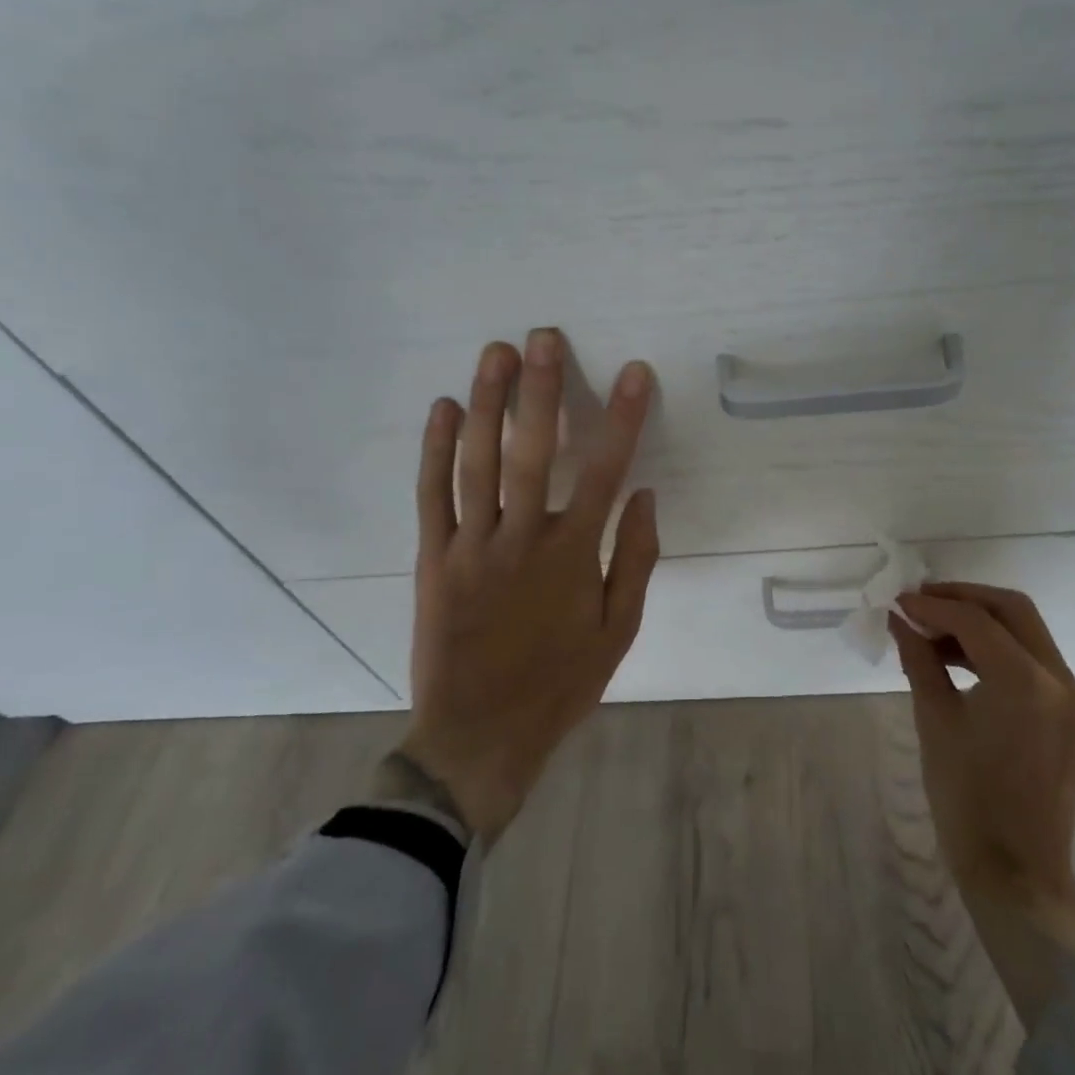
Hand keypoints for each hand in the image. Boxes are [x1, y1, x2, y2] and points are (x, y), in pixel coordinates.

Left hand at [396, 330, 659, 840]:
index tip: (634, 373)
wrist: (478, 737)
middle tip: (543, 337)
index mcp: (570, 557)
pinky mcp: (432, 559)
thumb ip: (634, 560)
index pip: (603, 472)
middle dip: (541, 390)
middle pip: (532, 452)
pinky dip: (436, 449)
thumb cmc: (559, 684)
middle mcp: (520, 539)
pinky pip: (431, 496)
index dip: (621, 418)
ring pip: (477, 463)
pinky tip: (443, 407)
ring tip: (496, 353)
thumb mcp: (618, 632)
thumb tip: (643, 496)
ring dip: (488, 403)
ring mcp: (470, 546)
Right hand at [890, 583, 1074, 1026]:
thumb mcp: (935, 721)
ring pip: (1024, 630)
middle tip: (920, 601)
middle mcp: (1058, 678)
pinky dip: (996, 646)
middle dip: (963, 598)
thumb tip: (900, 620)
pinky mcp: (1068, 711)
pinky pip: (1031, 658)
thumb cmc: (967, 799)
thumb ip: (919, 660)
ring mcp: (1069, 695)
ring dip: (979, 621)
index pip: (975, 620)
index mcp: (1025, 682)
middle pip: (1011, 609)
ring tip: (931, 630)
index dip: (932, 605)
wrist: (1018, 873)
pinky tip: (956, 657)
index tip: (898, 603)